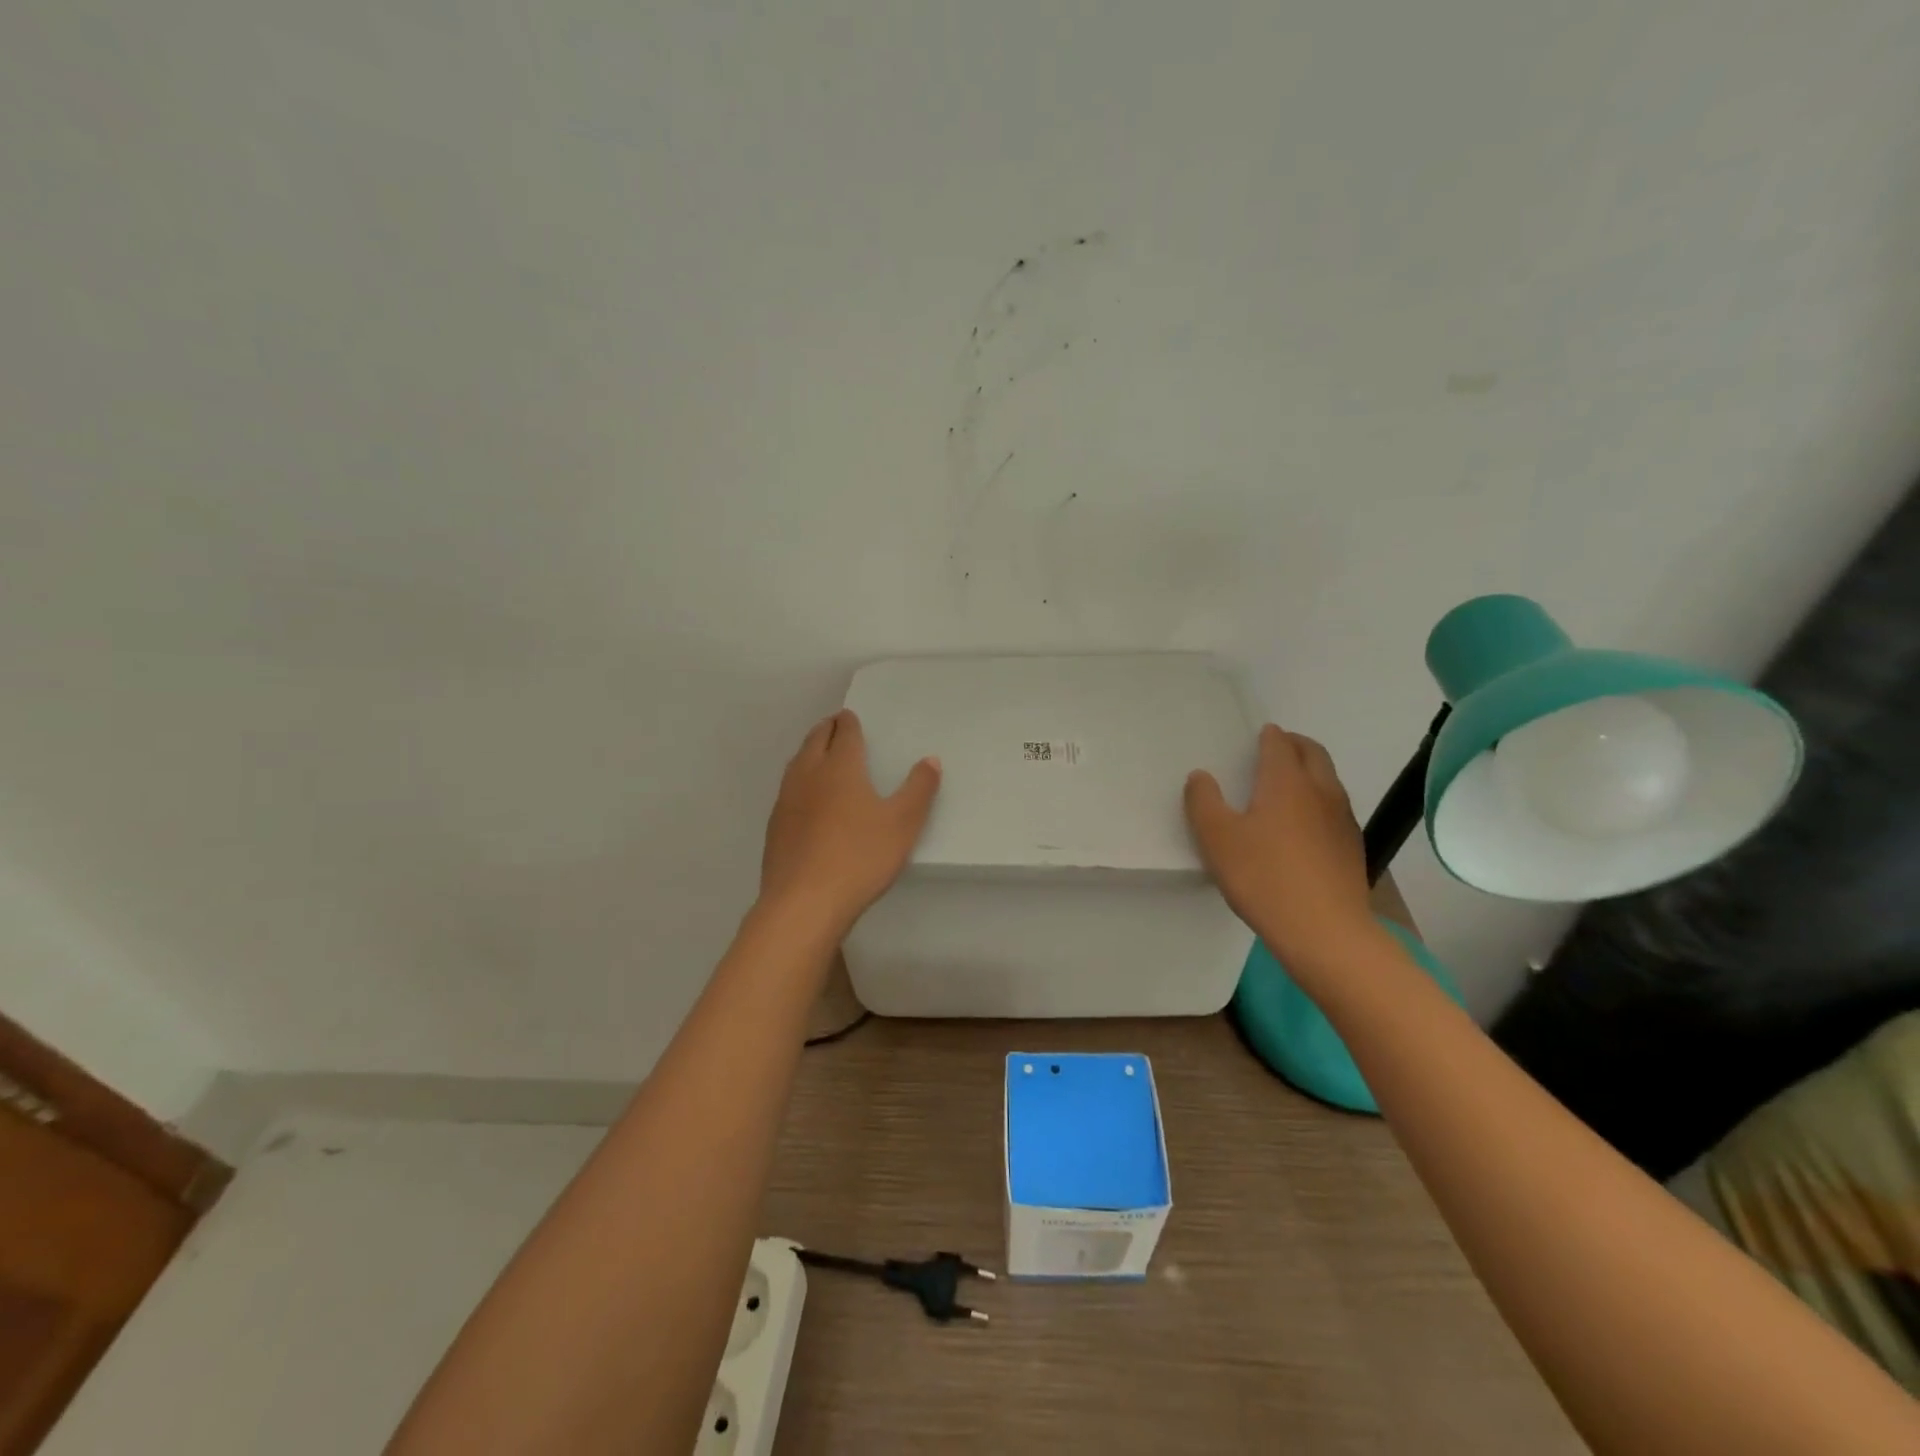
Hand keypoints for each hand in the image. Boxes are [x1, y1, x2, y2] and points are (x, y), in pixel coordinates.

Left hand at [759, 710, 940, 934]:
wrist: (803, 903)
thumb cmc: (859, 857)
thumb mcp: (903, 824)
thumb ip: (919, 789)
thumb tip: (930, 760)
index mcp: (840, 768)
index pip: (844, 734)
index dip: (848, 723)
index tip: (849, 716)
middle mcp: (809, 775)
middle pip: (815, 742)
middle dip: (826, 730)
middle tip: (835, 725)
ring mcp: (787, 801)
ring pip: (797, 764)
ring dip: (809, 752)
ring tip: (819, 753)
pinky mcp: (775, 827)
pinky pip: (788, 790)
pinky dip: (799, 780)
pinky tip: (805, 798)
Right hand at [1184, 724, 1375, 972]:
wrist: (1325, 932)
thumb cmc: (1264, 878)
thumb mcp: (1217, 839)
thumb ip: (1203, 802)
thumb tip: (1201, 776)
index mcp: (1286, 781)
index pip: (1279, 743)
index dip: (1268, 736)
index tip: (1258, 736)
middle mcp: (1321, 791)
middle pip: (1313, 753)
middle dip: (1295, 745)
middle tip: (1275, 749)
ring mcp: (1342, 819)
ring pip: (1328, 780)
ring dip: (1310, 772)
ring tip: (1287, 786)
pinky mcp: (1352, 847)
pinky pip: (1335, 809)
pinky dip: (1319, 802)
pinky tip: (1304, 827)